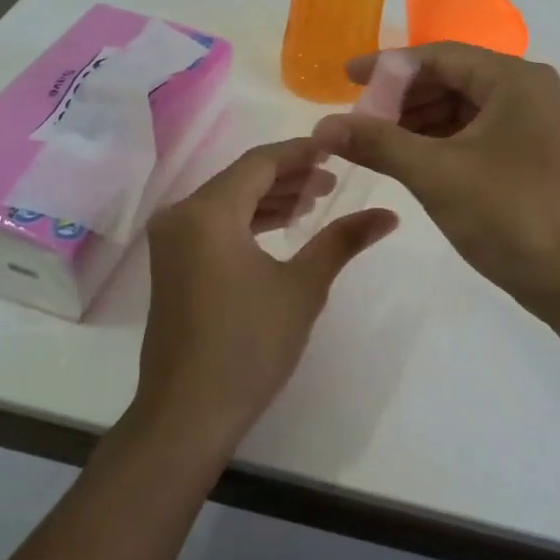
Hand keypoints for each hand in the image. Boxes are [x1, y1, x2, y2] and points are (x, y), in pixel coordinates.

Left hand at [132, 139, 397, 459]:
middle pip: (241, 178)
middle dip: (289, 175)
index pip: (260, 162)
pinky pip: (214, 225)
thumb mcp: (303, 288)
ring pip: (227, 202)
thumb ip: (342, 241)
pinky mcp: (171, 265)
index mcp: (208, 212)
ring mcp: (171, 242)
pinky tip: (281, 229)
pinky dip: (248, 221)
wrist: (188, 413)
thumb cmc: (249, 346)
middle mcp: (181, 216)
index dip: (302, 151)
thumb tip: (389, 215)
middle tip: (334, 179)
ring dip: (270, 198)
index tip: (338, 146)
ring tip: (316, 202)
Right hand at [312, 43, 559, 309]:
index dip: (388, 66)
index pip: (440, 56)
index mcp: (514, 80)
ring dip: (417, 122)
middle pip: (451, 79)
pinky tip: (408, 159)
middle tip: (357, 119)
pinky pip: (474, 135)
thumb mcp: (436, 174)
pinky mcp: (529, 155)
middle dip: (401, 98)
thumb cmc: (508, 214)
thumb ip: (378, 143)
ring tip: (374, 142)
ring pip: (461, 109)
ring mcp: (532, 125)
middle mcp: (528, 92)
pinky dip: (439, 143)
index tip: (345, 78)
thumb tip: (322, 126)